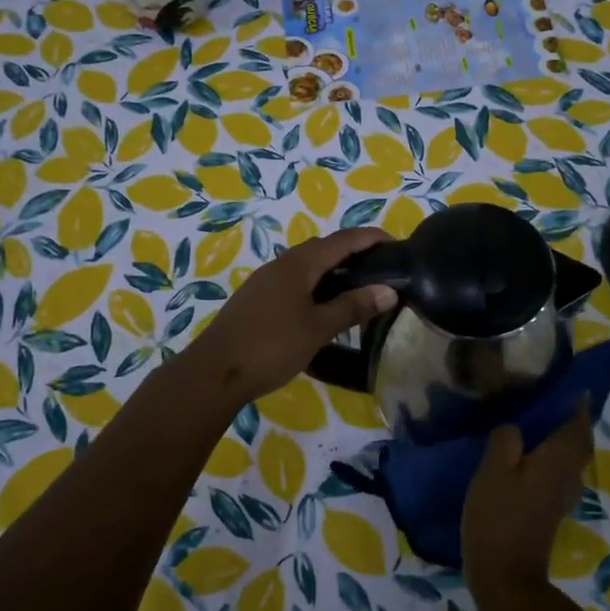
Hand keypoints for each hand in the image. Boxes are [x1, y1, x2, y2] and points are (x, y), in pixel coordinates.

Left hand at [187, 228, 397, 404]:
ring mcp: (265, 282)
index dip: (369, 238)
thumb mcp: (318, 329)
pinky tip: (323, 307)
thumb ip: (352, 307)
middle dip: (351, 252)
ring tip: (357, 287)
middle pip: (322, 249)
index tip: (394, 242)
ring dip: (332, 270)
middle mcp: (281, 265)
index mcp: (298, 265)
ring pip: (306, 266)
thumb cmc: (271, 346)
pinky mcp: (257, 300)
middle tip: (379, 267)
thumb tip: (389, 290)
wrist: (215, 372)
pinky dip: (316, 285)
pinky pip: (294, 282)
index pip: (342, 241)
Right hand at [461, 401, 595, 610]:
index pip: (578, 420)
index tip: (563, 381)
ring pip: (568, 457)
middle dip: (567, 418)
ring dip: (557, 438)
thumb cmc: (499, 518)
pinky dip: (547, 457)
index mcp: (559, 458)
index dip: (575, 400)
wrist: (506, 578)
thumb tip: (516, 426)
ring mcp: (562, 496)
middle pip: (577, 439)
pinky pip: (556, 473)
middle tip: (541, 399)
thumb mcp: (493, 470)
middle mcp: (569, 474)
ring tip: (529, 422)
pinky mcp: (549, 511)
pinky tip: (522, 456)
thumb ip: (506, 439)